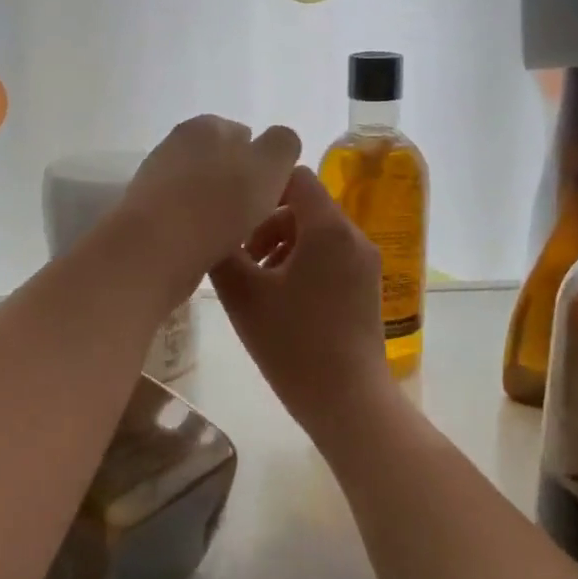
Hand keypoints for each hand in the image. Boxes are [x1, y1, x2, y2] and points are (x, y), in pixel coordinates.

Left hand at [116, 116, 301, 293]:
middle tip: (255, 219)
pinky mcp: (145, 211)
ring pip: (203, 191)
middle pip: (223, 164)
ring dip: (218, 210)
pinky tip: (206, 248)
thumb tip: (277, 145)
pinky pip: (184, 216)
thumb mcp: (270, 165)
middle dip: (239, 187)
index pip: (247, 136)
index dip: (264, 166)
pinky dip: (197, 228)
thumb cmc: (220, 204)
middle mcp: (176, 143)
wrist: (156, 250)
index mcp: (207, 124)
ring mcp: (156, 177)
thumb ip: (282, 145)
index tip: (272, 197)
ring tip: (232, 239)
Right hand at [211, 167, 393, 439]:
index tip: (233, 212)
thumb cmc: (293, 344)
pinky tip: (278, 296)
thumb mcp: (243, 295)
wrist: (348, 402)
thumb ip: (222, 252)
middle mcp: (353, 235)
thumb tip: (211, 229)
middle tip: (239, 255)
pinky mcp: (366, 285)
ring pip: (316, 231)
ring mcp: (364, 262)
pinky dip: (302, 261)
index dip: (261, 185)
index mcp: (327, 228)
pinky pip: (329, 254)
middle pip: (304, 205)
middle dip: (266, 222)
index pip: (295, 176)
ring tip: (255, 279)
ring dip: (281, 243)